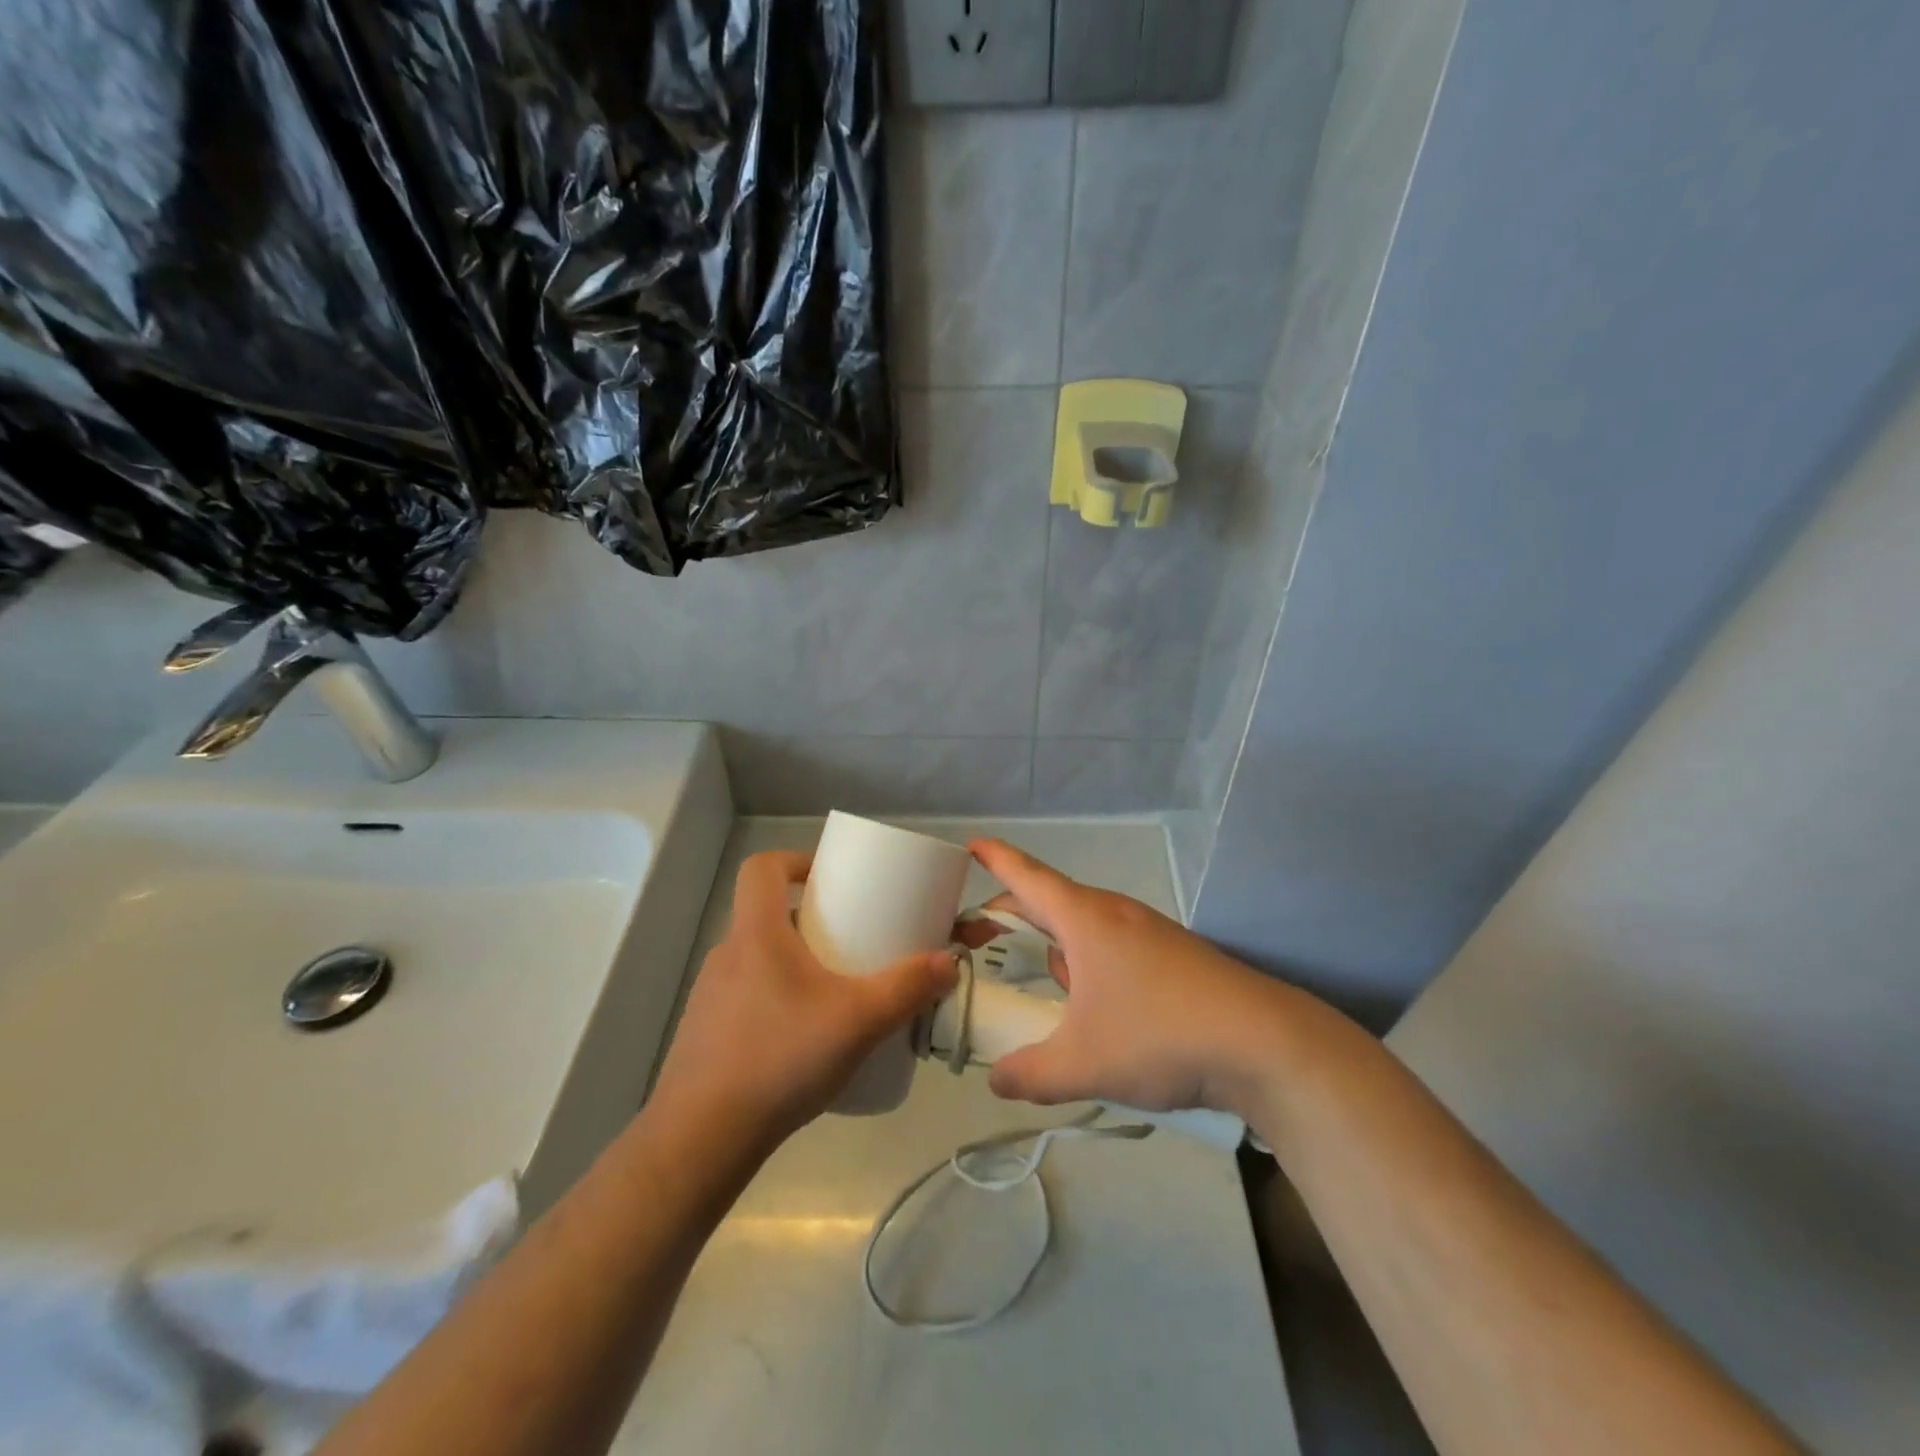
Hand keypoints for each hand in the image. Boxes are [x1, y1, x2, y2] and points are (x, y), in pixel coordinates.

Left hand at [649, 851, 958, 1159]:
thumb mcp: (858, 1021)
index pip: (761, 867)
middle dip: (810, 916)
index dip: (795, 860)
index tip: (830, 878)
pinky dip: (778, 996)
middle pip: (766, 911)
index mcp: (756, 933)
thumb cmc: (779, 1058)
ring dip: (795, 958)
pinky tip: (804, 1034)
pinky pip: (748, 993)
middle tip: (850, 937)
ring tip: (834, 987)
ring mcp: (711, 994)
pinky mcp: (707, 1031)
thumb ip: (907, 988)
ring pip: (758, 955)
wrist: (701, 1138)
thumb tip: (949, 961)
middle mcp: (728, 954)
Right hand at [969, 839, 1297, 1118]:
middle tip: (981, 935)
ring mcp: (1149, 932)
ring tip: (1043, 987)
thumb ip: (1029, 1073)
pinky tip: (1098, 1009)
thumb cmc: (1159, 1035)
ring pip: (1086, 928)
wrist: (1263, 1044)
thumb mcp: (1082, 1064)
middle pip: (1052, 901)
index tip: (968, 845)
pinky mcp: (1174, 956)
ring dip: (1058, 947)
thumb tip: (997, 1080)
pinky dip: (1091, 965)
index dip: (994, 859)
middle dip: (1015, 915)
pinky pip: (1114, 947)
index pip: (1026, 876)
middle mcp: (1115, 914)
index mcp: (1085, 919)